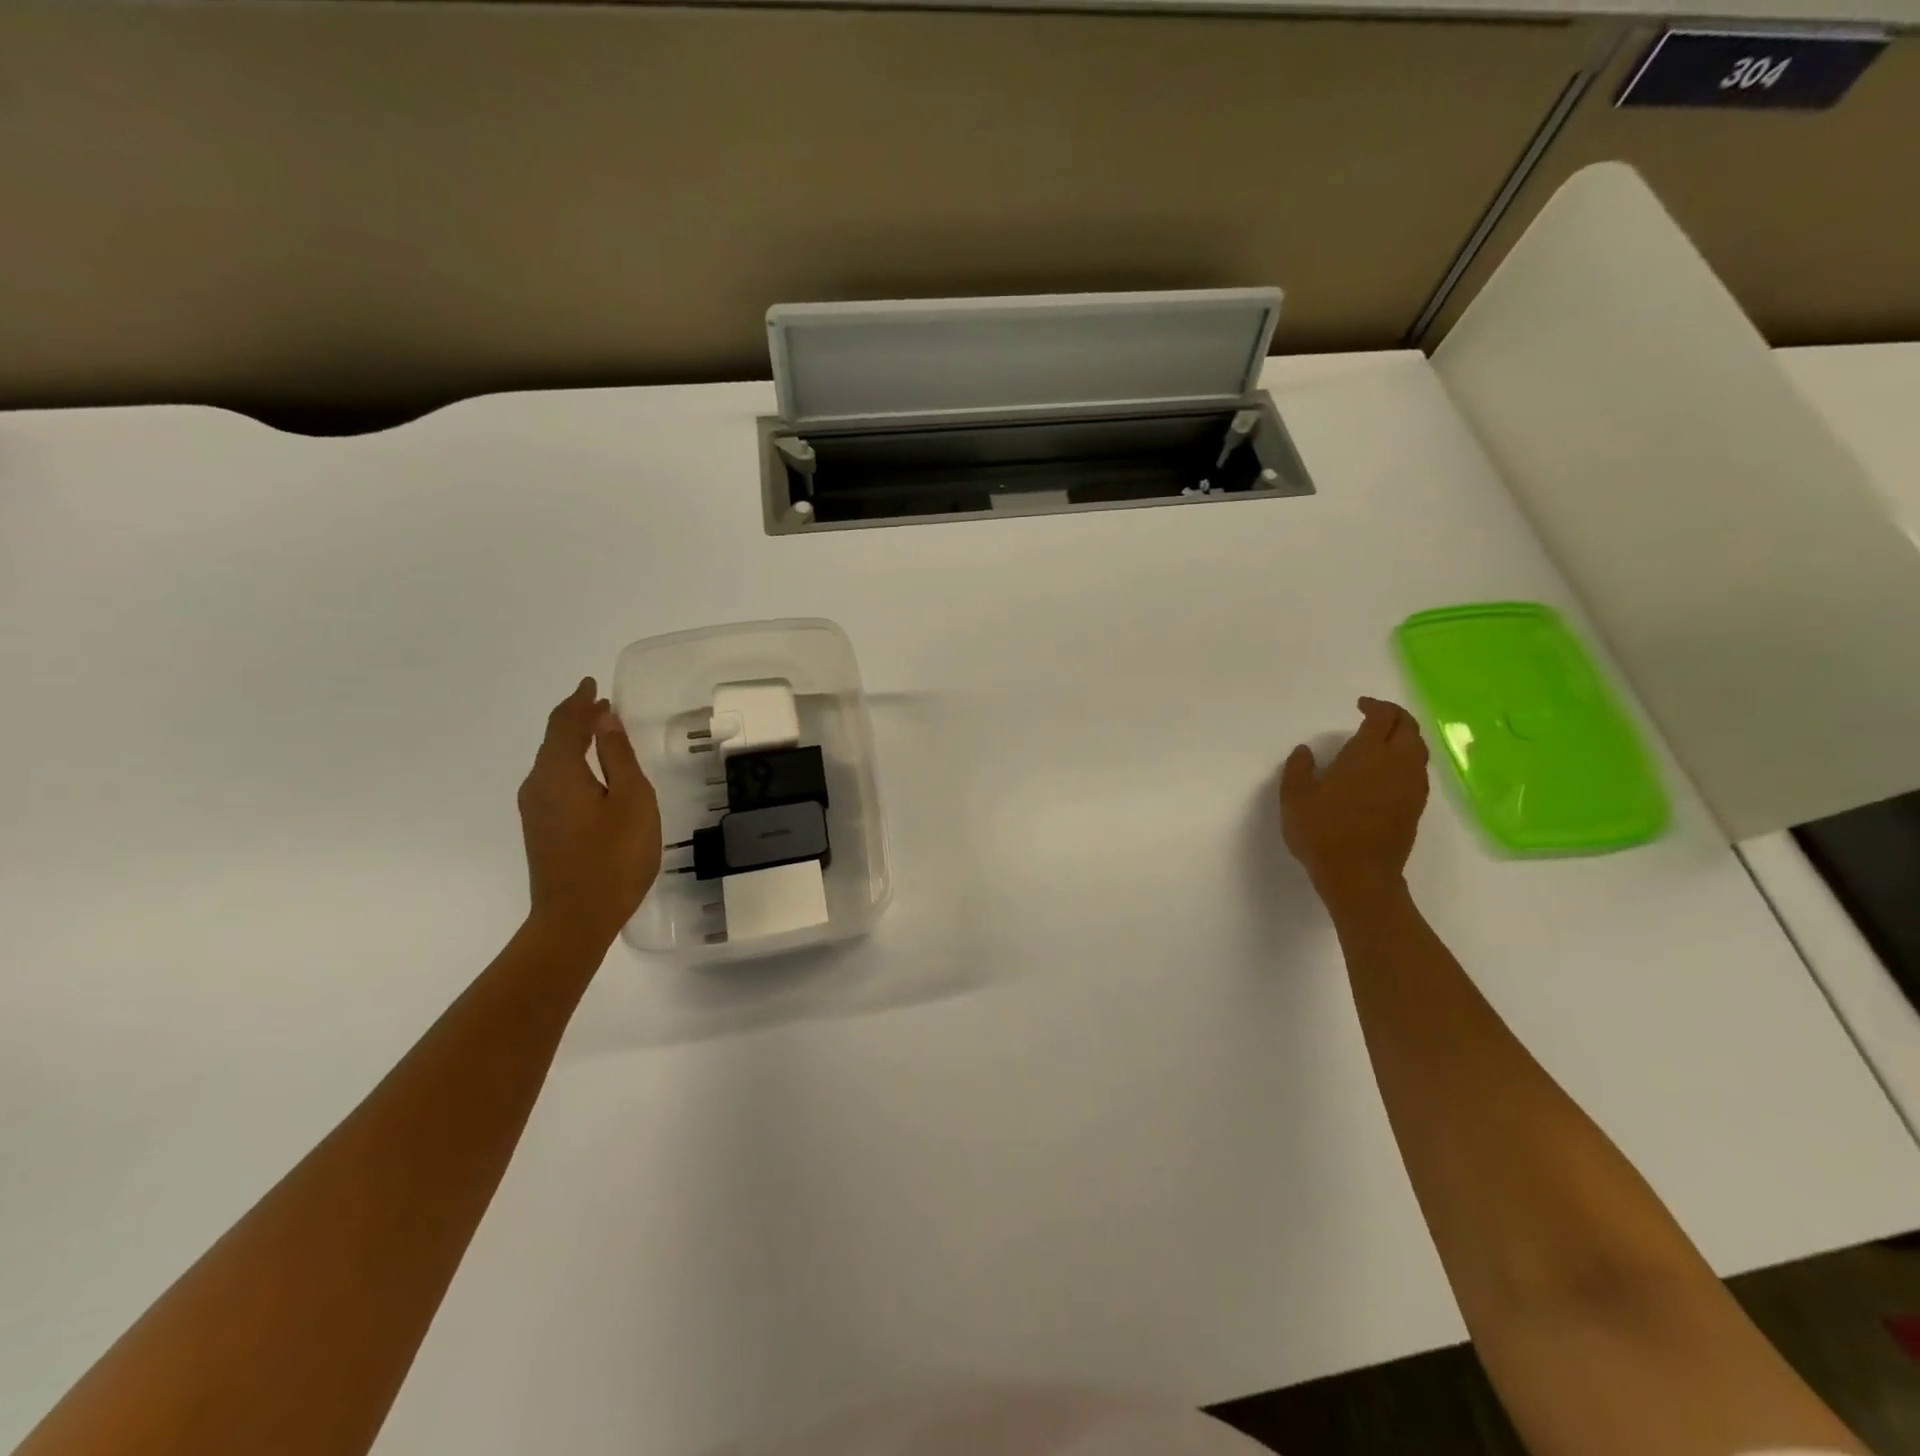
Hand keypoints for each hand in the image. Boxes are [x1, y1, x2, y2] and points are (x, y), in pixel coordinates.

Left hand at [517, 678, 661, 946]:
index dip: (580, 701)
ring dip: (573, 742)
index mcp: (559, 772)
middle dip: (576, 718)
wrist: (575, 919)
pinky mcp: (541, 830)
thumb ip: (619, 757)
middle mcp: (538, 785)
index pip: (565, 723)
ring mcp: (535, 810)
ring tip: (600, 732)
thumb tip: (605, 720)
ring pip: (552, 762)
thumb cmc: (614, 857)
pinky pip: (554, 781)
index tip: (592, 684)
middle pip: (553, 740)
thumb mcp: (632, 801)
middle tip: (601, 705)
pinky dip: (572, 764)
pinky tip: (591, 773)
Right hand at [1279, 696, 1430, 910]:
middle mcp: (1397, 764)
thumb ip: (1299, 769)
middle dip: (1394, 716)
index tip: (1360, 706)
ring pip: (1418, 749)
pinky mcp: (1416, 806)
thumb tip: (1305, 751)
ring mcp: (1411, 787)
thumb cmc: (1322, 832)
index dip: (1374, 706)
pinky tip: (1387, 771)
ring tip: (1382, 742)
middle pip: (1409, 728)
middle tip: (1374, 717)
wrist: (1359, 876)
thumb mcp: (1295, 797)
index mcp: (1368, 754)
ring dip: (1404, 737)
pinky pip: (1417, 770)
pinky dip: (1406, 759)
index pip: (1384, 717)